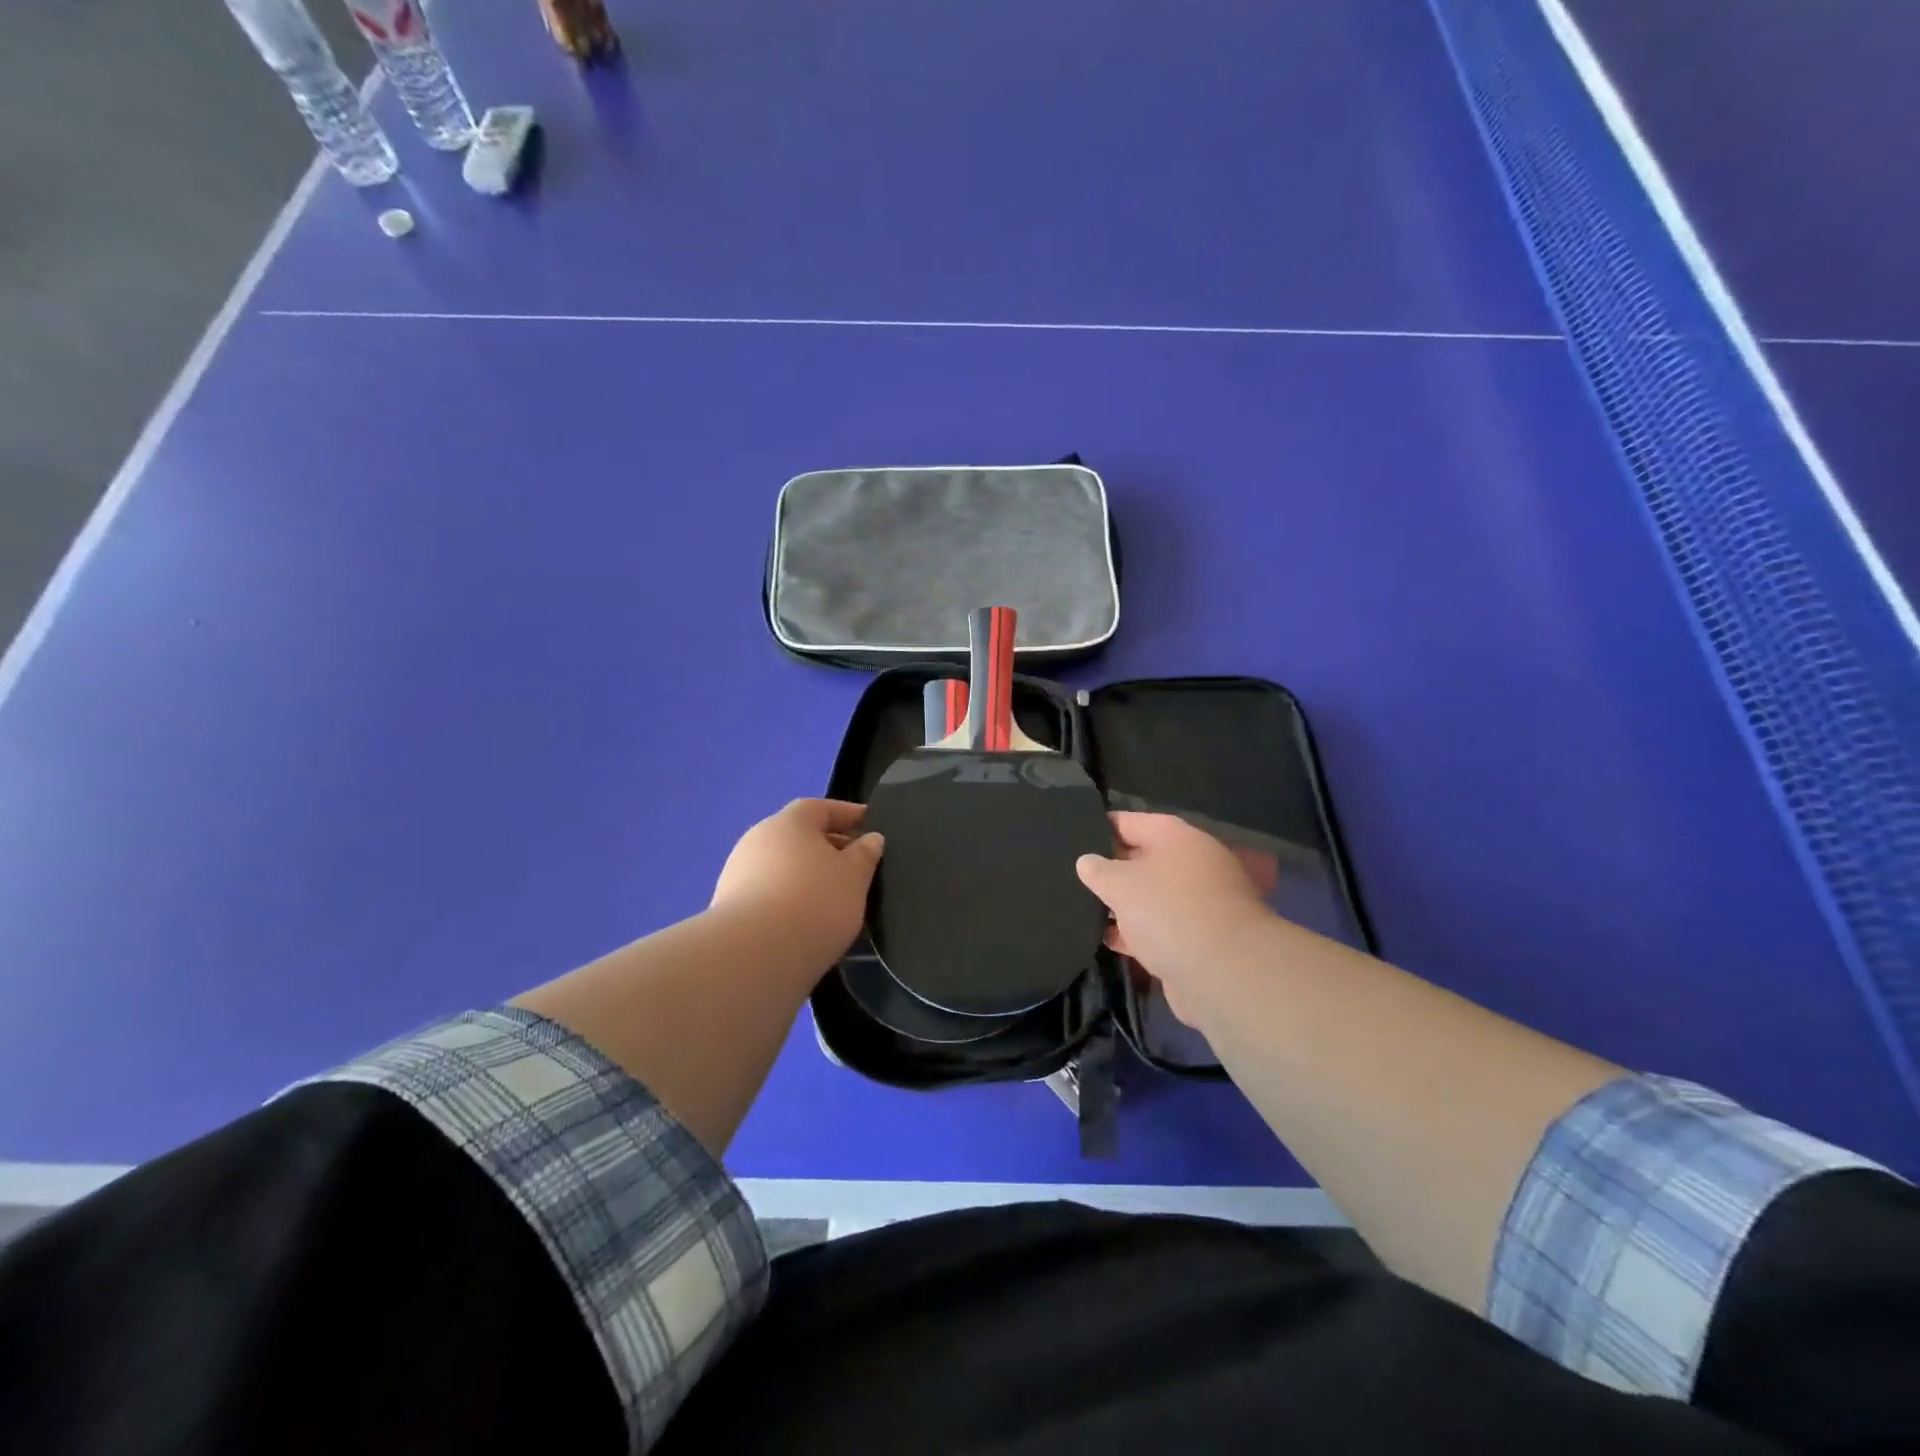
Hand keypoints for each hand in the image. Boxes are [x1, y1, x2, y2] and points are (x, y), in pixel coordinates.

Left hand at [711, 799, 884, 968]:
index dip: (848, 814)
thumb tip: (870, 838)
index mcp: (789, 822)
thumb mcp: (854, 876)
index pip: (821, 808)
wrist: (755, 955)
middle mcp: (758, 839)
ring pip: (783, 866)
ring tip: (834, 898)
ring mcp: (738, 873)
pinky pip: (769, 893)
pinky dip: (790, 898)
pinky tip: (807, 920)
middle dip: (828, 847)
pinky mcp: (729, 907)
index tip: (869, 824)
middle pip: (799, 836)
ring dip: (807, 875)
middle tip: (855, 866)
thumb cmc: (815, 902)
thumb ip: (865, 854)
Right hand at [1076, 812, 1273, 1017]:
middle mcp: (1191, 865)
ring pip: (1150, 897)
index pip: (1131, 822)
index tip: (1071, 834)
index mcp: (1177, 838)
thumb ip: (1098, 870)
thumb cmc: (1169, 910)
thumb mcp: (1120, 883)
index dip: (1100, 826)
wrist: (1223, 973)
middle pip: (1142, 859)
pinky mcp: (1196, 941)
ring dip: (1121, 904)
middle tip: (1070, 873)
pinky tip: (1104, 939)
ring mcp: (1197, 905)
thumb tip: (1087, 862)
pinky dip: (1134, 933)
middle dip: (1110, 868)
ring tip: (1079, 907)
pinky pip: (1157, 929)